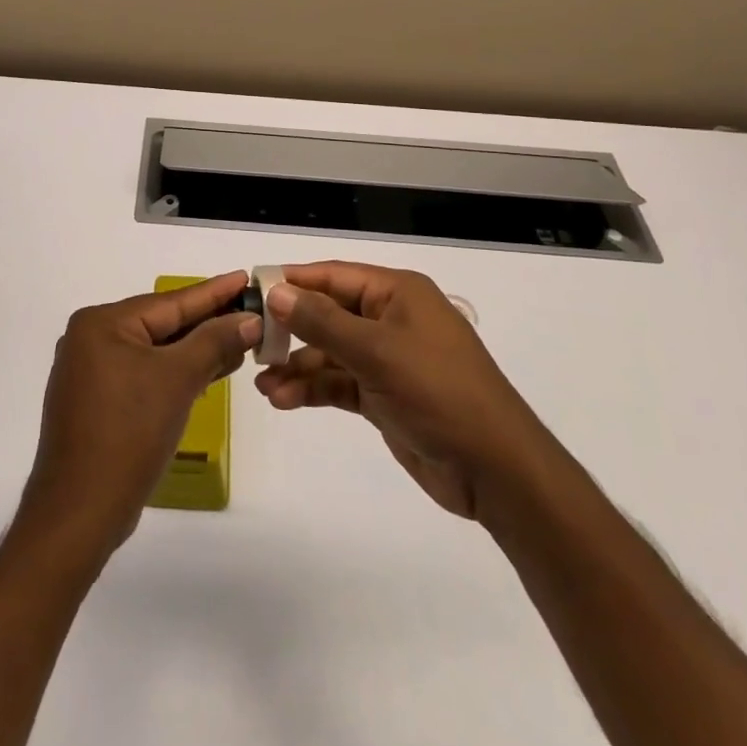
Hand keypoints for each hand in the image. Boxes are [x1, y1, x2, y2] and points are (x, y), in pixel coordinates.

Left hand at [19, 273, 260, 560]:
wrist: (80, 513)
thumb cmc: (129, 434)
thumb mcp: (178, 380)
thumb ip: (214, 342)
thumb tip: (248, 319)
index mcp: (101, 323)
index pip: (169, 302)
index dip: (213, 292)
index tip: (245, 277)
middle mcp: (89, 339)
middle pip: (160, 324)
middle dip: (206, 323)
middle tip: (250, 312)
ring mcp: (89, 373)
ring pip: (153, 351)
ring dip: (194, 350)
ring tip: (238, 342)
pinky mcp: (95, 403)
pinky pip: (143, 375)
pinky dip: (173, 373)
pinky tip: (205, 372)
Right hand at [254, 261, 552, 522]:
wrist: (495, 469)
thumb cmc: (439, 392)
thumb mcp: (376, 352)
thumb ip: (322, 322)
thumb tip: (277, 292)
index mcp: (397, 293)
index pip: (333, 276)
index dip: (293, 282)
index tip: (251, 291)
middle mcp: (390, 319)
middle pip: (328, 313)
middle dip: (290, 329)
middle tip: (252, 344)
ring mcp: (388, 359)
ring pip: (330, 352)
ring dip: (297, 366)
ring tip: (263, 385)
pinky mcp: (385, 395)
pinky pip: (339, 383)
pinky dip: (313, 389)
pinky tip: (284, 400)